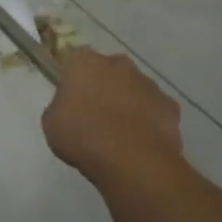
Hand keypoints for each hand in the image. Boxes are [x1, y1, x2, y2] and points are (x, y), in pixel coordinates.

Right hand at [42, 49, 183, 184]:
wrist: (130, 159)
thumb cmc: (82, 136)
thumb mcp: (51, 122)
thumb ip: (61, 106)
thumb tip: (70, 107)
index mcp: (85, 62)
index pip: (76, 62)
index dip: (74, 80)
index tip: (72, 99)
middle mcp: (118, 64)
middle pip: (109, 71)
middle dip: (104, 87)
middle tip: (95, 115)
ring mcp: (148, 83)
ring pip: (134, 89)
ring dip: (127, 103)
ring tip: (119, 134)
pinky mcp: (170, 105)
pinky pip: (154, 110)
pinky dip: (148, 121)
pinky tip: (140, 142)